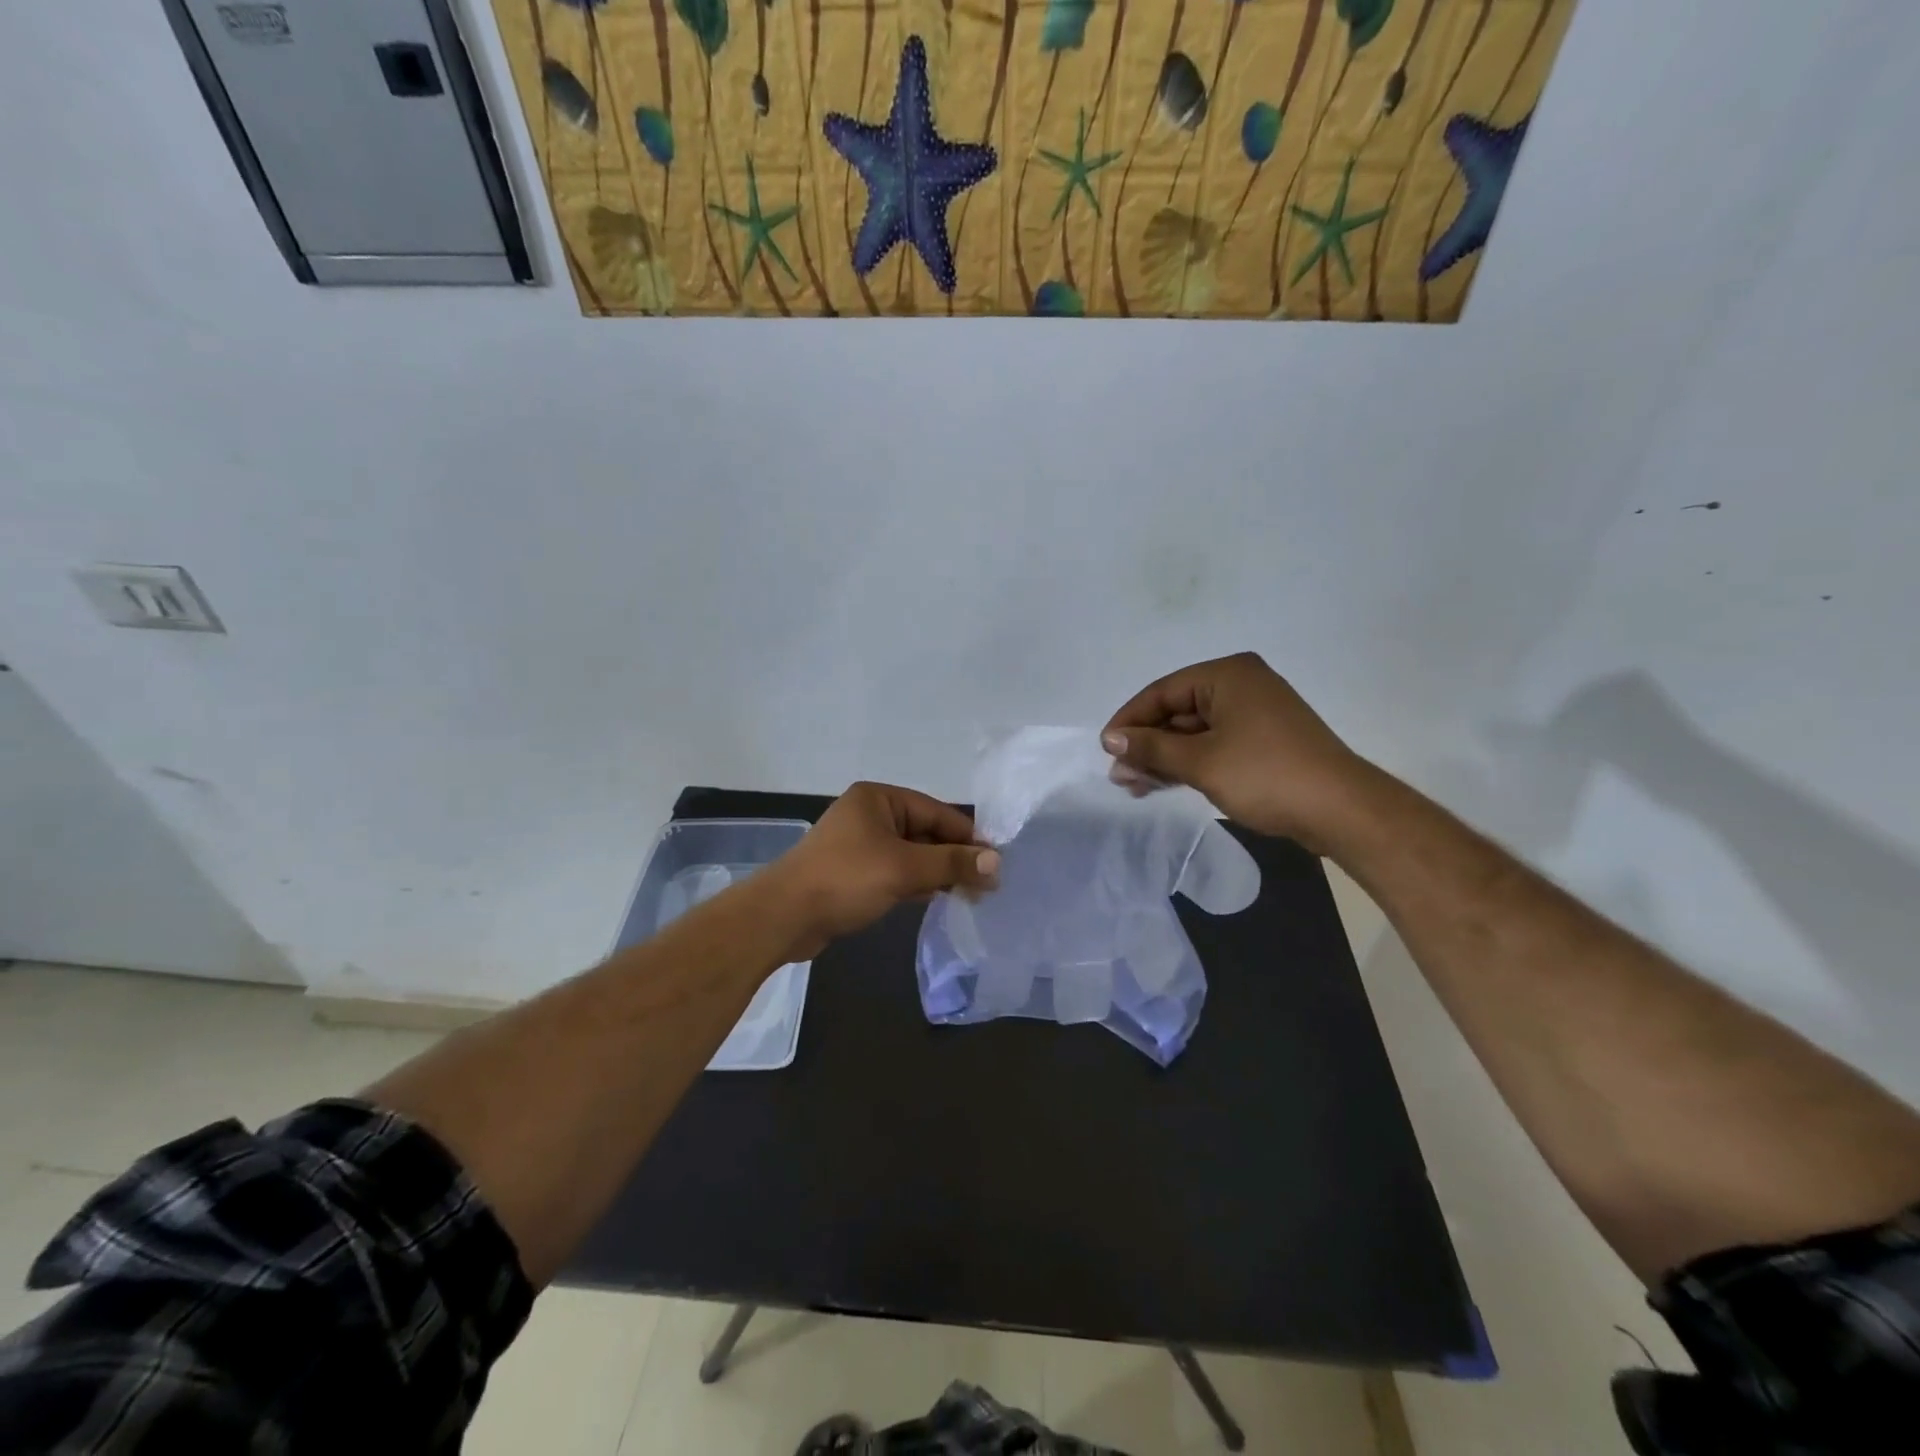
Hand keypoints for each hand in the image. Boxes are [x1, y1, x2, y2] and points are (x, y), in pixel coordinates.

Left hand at [764, 782, 999, 958]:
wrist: (783, 916)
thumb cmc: (846, 879)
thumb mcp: (904, 868)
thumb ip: (952, 863)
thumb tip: (997, 862)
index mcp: (879, 799)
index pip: (936, 812)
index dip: (968, 837)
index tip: (997, 862)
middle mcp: (870, 815)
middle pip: (925, 832)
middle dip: (954, 857)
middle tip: (988, 884)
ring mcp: (860, 845)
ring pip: (912, 855)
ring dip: (938, 872)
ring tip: (972, 895)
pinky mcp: (854, 873)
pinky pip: (896, 872)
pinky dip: (917, 883)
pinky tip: (940, 898)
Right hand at [1100, 652, 1372, 847]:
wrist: (1341, 810)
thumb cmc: (1265, 775)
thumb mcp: (1200, 762)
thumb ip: (1151, 748)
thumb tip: (1111, 740)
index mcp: (1227, 675)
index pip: (1162, 692)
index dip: (1130, 721)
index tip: (1106, 750)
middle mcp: (1241, 685)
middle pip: (1177, 710)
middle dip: (1147, 744)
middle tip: (1120, 775)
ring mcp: (1255, 713)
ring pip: (1194, 731)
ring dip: (1164, 757)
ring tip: (1135, 786)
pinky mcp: (1264, 740)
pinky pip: (1214, 743)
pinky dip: (1189, 762)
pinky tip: (1165, 783)